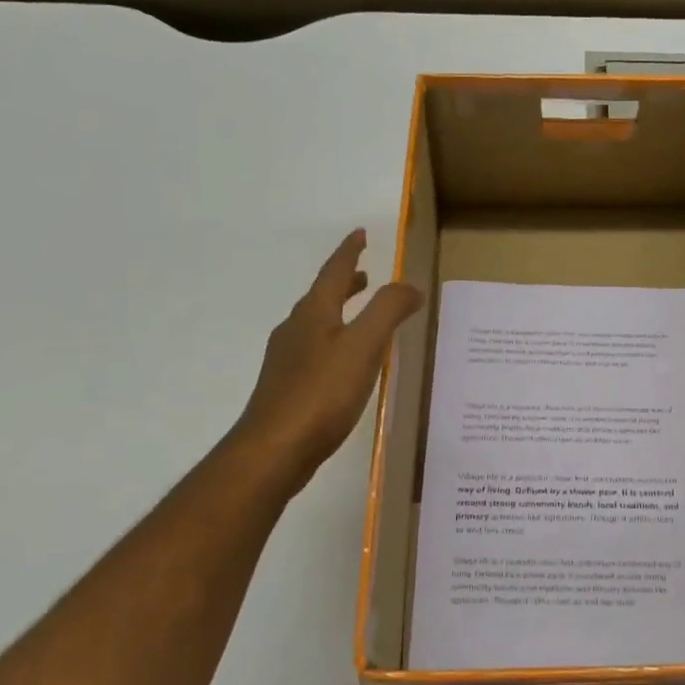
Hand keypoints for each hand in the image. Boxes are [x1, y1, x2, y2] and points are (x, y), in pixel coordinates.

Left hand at [236, 230, 422, 492]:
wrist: (274, 449)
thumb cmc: (322, 393)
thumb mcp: (364, 346)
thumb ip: (388, 311)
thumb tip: (410, 285)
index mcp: (314, 314)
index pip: (334, 272)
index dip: (350, 252)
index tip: (361, 234)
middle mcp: (296, 331)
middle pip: (323, 297)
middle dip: (345, 283)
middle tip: (365, 275)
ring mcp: (287, 361)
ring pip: (317, 325)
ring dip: (340, 312)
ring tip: (360, 317)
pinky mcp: (287, 388)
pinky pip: (315, 351)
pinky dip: (335, 342)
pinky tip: (345, 365)